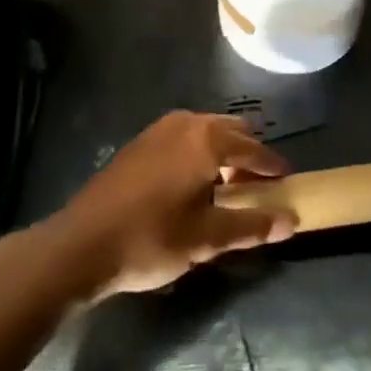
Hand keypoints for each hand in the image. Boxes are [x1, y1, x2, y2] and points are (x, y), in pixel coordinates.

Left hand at [55, 111, 296, 296]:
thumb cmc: (150, 239)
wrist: (79, 246)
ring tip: (227, 188)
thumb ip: (252, 226)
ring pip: (205, 132)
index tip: (287, 182)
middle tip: (257, 187)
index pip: (254, 148)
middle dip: (248, 155)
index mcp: (207, 139)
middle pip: (231, 132)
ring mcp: (159, 130)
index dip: (273, 166)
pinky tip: (192, 186)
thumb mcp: (206, 239)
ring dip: (222, 153)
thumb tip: (291, 220)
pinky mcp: (139, 144)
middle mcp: (186, 123)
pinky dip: (198, 154)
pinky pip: (183, 138)